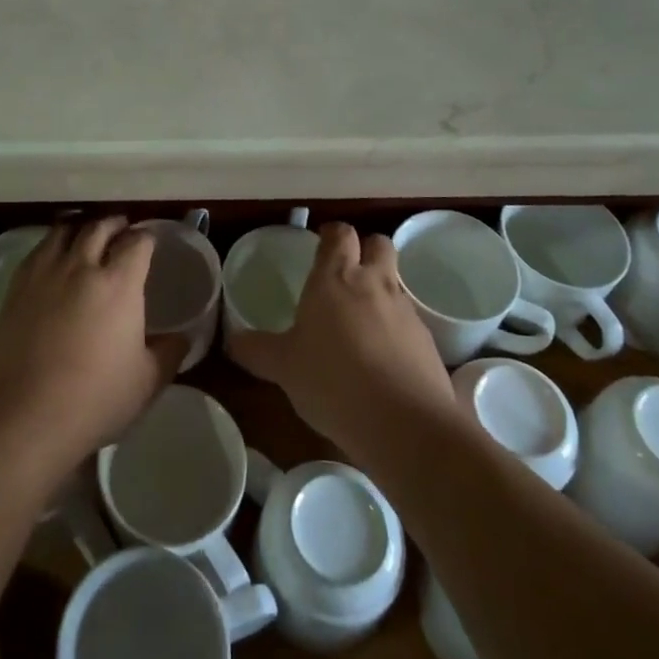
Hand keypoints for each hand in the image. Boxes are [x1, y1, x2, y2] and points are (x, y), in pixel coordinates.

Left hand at [0, 217, 187, 472]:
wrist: (25, 415)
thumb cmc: (95, 399)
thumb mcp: (147, 382)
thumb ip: (170, 353)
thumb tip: (183, 337)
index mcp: (119, 283)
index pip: (137, 242)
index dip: (147, 238)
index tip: (150, 242)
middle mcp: (82, 266)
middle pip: (99, 226)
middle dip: (115, 223)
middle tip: (122, 229)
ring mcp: (45, 273)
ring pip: (64, 230)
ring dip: (81, 226)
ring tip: (87, 233)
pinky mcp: (17, 287)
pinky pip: (38, 250)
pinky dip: (52, 243)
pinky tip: (54, 256)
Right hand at [228, 223, 458, 466]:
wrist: (404, 424)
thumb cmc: (332, 381)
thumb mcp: (283, 367)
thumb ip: (256, 350)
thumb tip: (231, 340)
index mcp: (335, 278)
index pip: (339, 234)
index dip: (331, 234)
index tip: (321, 242)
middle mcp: (373, 283)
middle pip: (379, 243)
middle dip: (366, 249)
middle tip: (347, 272)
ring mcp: (405, 311)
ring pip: (396, 282)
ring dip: (381, 290)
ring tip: (360, 322)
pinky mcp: (427, 342)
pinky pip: (409, 322)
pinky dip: (396, 329)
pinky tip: (382, 359)